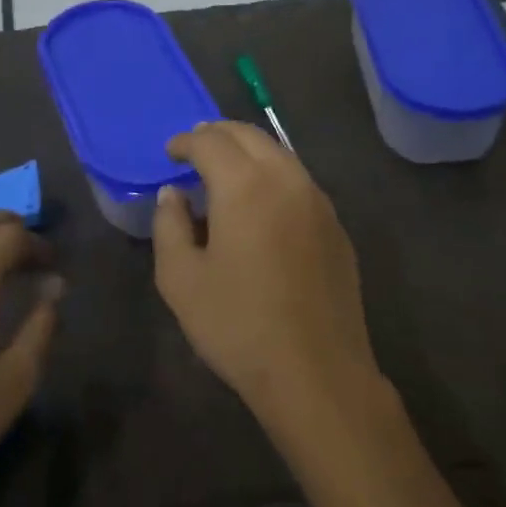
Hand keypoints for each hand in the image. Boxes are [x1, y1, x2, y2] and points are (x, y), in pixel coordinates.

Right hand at [152, 122, 380, 419]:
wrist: (316, 371)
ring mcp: (318, 201)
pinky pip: (299, 182)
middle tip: (195, 149)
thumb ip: (169, 225)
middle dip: (218, 135)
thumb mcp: (180, 279)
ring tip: (225, 171)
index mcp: (246, 185)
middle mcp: (287, 179)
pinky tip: (261, 205)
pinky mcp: (336, 226)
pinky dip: (273, 176)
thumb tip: (173, 194)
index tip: (170, 152)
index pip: (211, 141)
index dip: (185, 141)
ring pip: (280, 154)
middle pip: (250, 135)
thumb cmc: (238, 325)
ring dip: (249, 152)